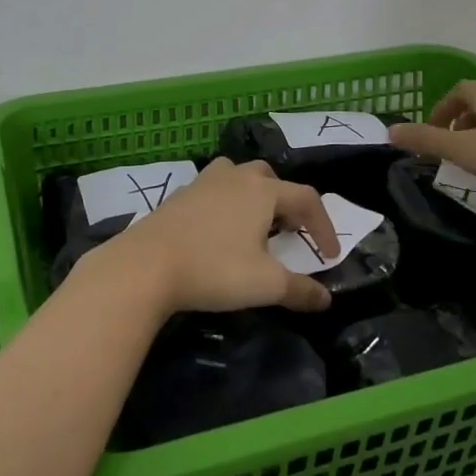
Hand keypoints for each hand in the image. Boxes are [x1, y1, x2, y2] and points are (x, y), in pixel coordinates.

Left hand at [85, 157, 338, 315]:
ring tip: (255, 225)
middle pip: (271, 178)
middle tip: (291, 231)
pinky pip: (214, 190)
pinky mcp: (180, 195)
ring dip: (254, 195)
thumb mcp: (265, 285)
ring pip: (239, 176)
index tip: (329, 255)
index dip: (323, 225)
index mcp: (262, 191)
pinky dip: (226, 203)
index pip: (306, 198)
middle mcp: (236, 177)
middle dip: (287, 202)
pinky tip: (219, 231)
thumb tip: (325, 298)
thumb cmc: (214, 269)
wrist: (146, 264)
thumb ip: (299, 290)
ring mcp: (204, 182)